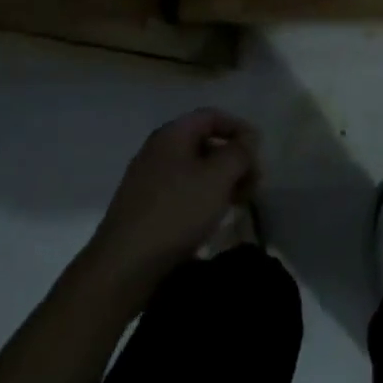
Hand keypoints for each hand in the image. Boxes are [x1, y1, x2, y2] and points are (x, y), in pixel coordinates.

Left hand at [90, 109, 260, 287]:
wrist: (123, 267)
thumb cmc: (176, 212)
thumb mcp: (218, 178)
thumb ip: (239, 153)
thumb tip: (248, 139)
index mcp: (172, 135)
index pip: (212, 116)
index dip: (239, 128)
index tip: (259, 151)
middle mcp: (157, 150)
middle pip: (204, 142)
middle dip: (233, 158)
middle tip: (253, 183)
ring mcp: (147, 180)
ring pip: (194, 169)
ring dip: (220, 180)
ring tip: (238, 203)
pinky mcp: (144, 208)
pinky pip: (181, 190)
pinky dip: (203, 197)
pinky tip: (212, 218)